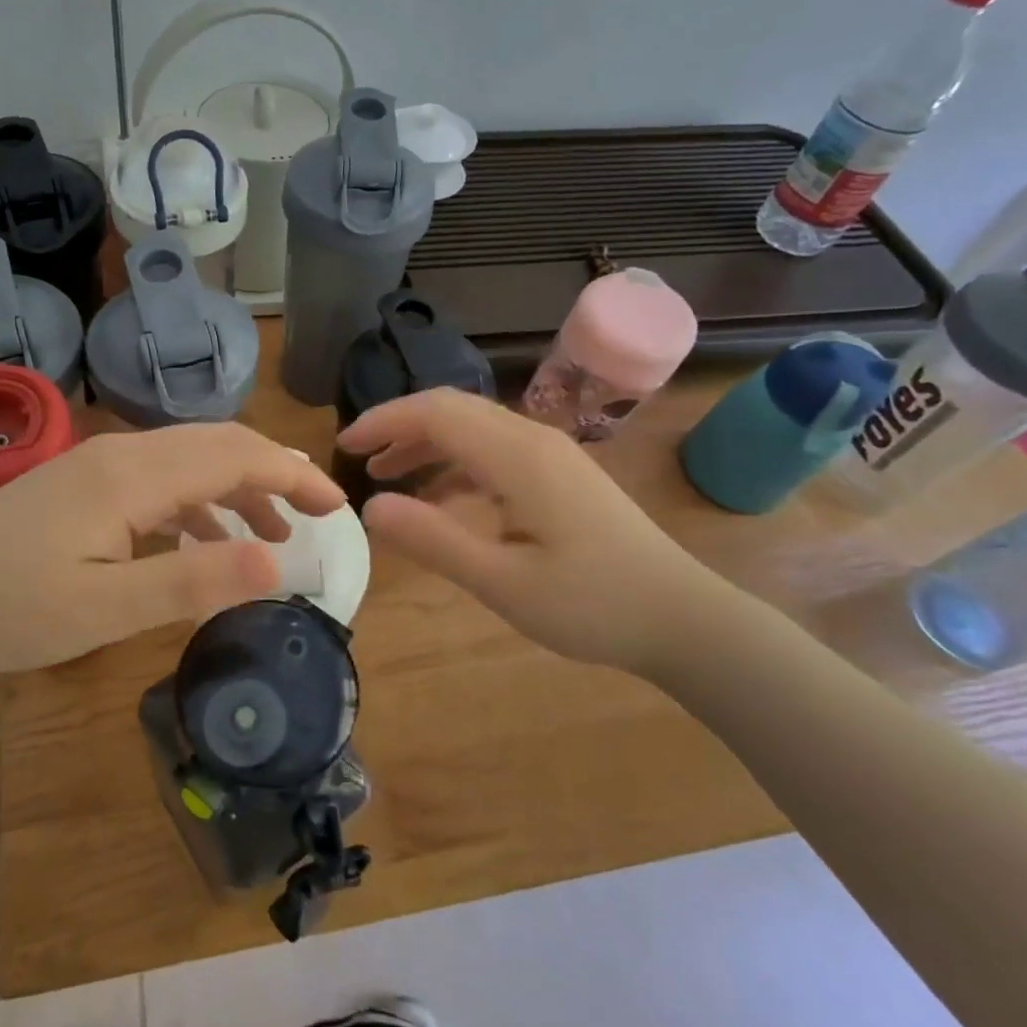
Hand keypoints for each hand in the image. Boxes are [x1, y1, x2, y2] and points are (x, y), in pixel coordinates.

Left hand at [0, 424, 345, 674]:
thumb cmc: (11, 608)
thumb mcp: (107, 608)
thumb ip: (193, 582)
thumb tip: (278, 565)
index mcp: (134, 475)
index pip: (235, 455)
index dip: (291, 475)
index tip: (335, 505)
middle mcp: (122, 454)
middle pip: (217, 445)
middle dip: (274, 474)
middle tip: (316, 514)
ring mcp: (99, 465)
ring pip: (189, 460)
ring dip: (236, 490)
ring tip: (270, 537)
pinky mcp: (84, 483)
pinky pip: (160, 480)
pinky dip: (198, 503)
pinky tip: (202, 542)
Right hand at [337, 388, 733, 674]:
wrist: (682, 617)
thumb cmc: (591, 605)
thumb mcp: (502, 582)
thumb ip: (433, 540)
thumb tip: (371, 507)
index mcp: (517, 456)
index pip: (435, 413)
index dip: (384, 421)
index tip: (344, 446)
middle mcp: (533, 439)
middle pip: (452, 409)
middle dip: (400, 426)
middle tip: (359, 457)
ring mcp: (551, 454)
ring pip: (473, 427)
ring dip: (426, 443)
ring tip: (387, 474)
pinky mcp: (560, 474)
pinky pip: (494, 449)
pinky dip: (455, 462)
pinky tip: (440, 497)